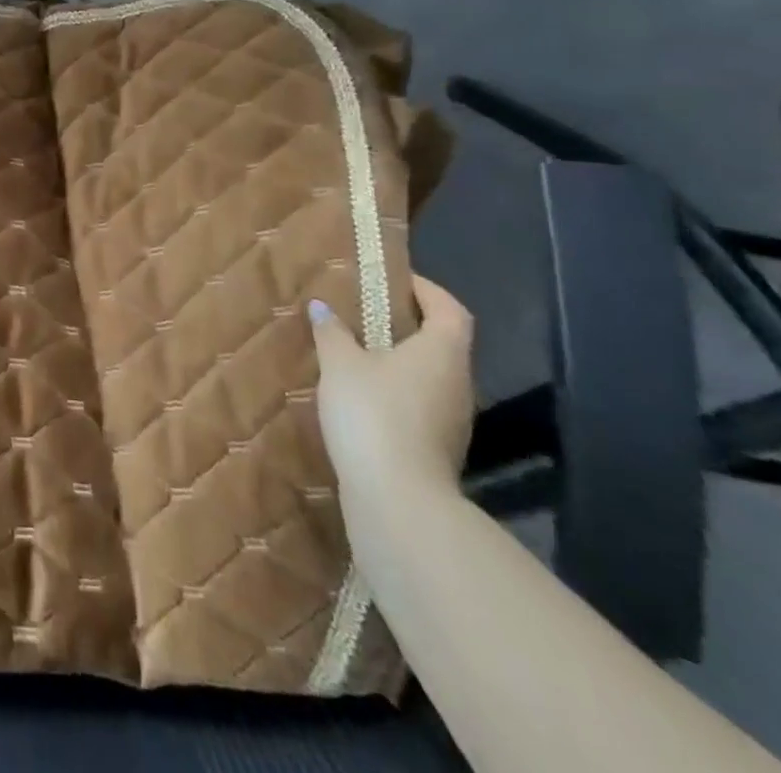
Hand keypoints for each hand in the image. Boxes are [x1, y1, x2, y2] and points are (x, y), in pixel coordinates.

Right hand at [309, 276, 474, 510]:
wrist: (398, 499)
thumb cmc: (373, 413)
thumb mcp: (340, 364)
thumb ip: (332, 332)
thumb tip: (322, 307)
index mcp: (442, 353)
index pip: (450, 309)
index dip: (428, 290)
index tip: (396, 279)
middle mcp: (458, 383)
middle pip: (443, 343)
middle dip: (409, 325)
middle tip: (367, 313)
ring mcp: (453, 421)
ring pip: (431, 377)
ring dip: (401, 361)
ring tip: (358, 353)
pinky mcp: (438, 449)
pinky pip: (420, 405)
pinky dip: (397, 392)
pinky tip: (362, 397)